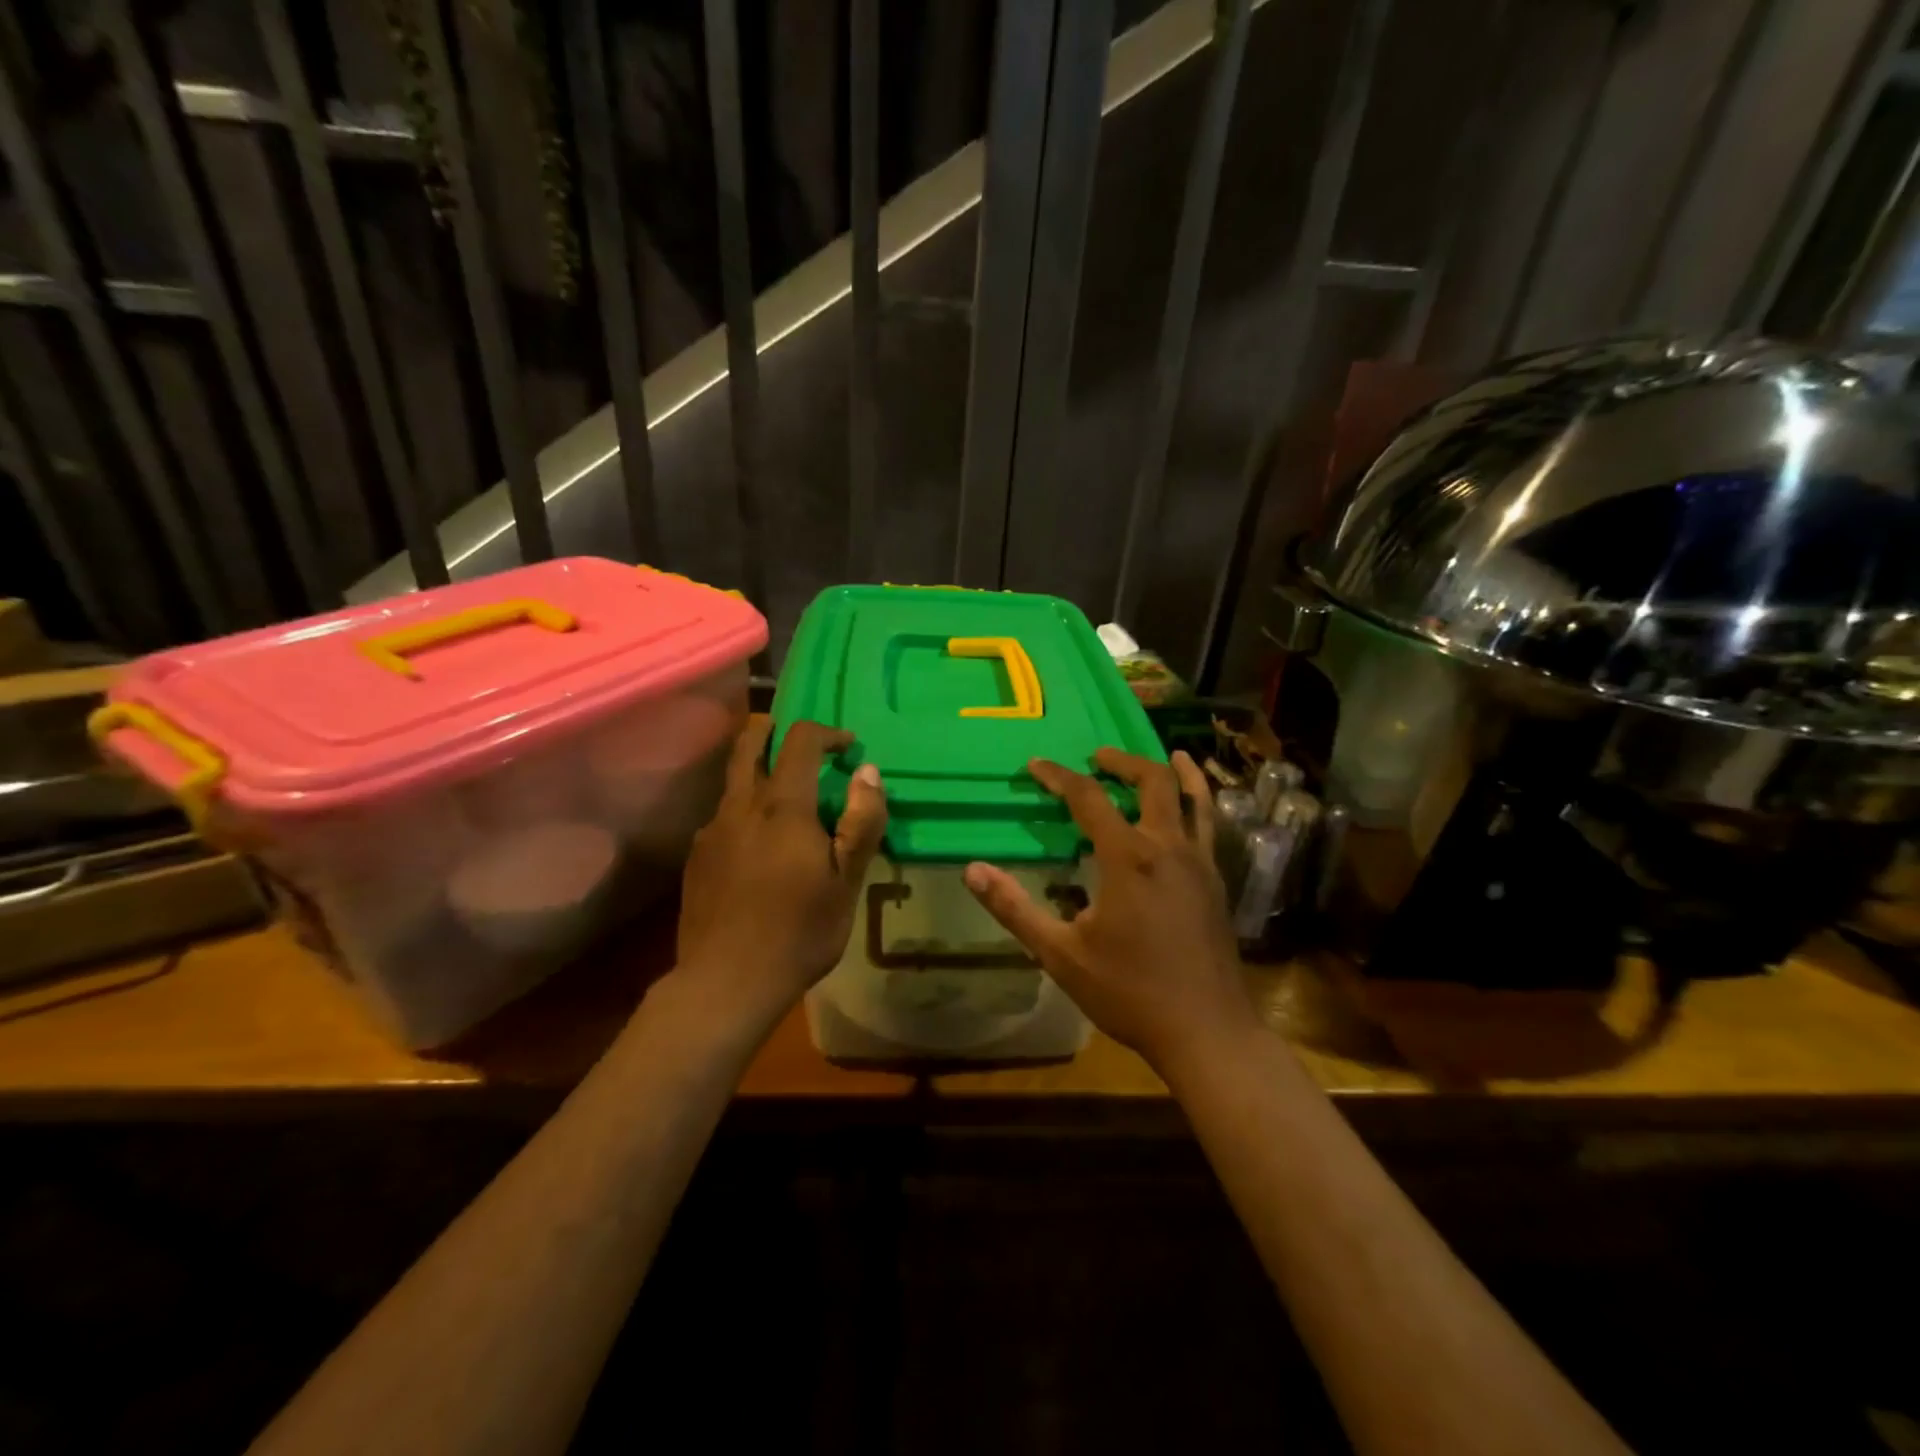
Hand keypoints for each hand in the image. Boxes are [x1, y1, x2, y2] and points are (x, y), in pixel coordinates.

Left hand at [676, 719, 885, 1021]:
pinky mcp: (696, 857)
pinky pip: (723, 816)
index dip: (827, 733)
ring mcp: (711, 831)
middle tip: (794, 736)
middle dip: (771, 728)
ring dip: (756, 769)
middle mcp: (740, 807)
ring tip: (783, 796)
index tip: (848, 748)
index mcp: (782, 807)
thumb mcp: (846, 882)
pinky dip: (744, 809)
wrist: (725, 983)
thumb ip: (861, 822)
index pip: (799, 741)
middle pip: (747, 743)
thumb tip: (867, 772)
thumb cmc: (799, 932)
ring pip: (732, 780)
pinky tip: (758, 845)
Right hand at [963, 749, 1257, 1073]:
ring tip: (1164, 756)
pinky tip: (1190, 811)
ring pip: (1193, 797)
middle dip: (1121, 761)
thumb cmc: (1129, 992)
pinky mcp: (1217, 882)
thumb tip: (972, 871)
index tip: (1037, 765)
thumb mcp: (1061, 954)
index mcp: (1127, 858)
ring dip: (1173, 772)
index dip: (1059, 776)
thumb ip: (1015, 909)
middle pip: (1151, 781)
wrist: (1206, 1032)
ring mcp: (1200, 863)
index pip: (1088, 798)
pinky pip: (1209, 826)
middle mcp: (1167, 847)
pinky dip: (1199, 803)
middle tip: (1096, 756)